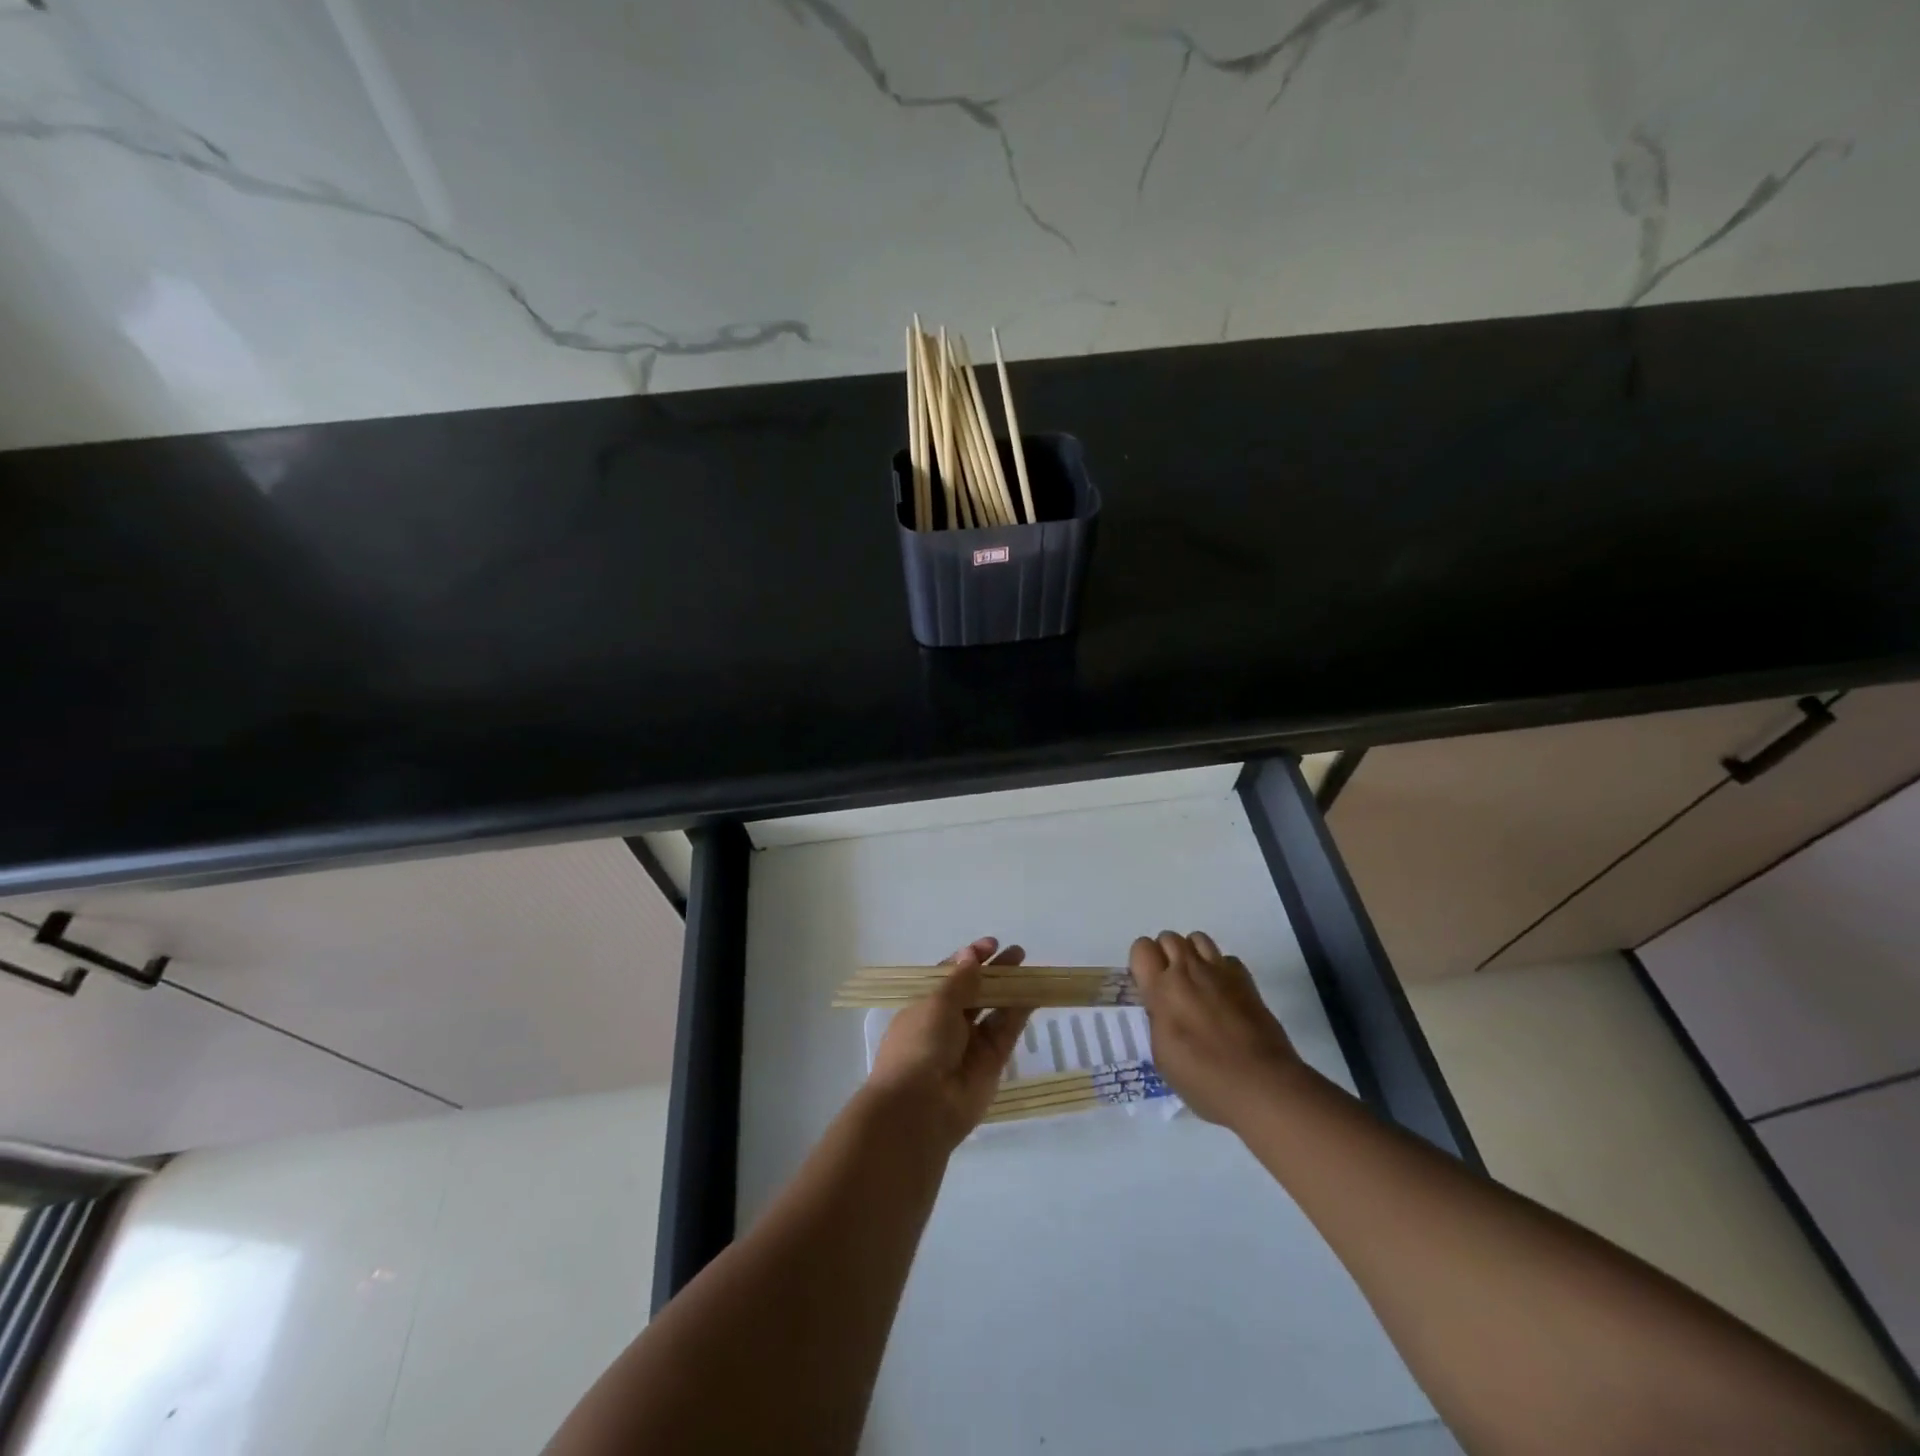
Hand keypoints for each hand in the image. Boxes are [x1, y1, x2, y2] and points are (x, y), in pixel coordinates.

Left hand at [865, 937, 1032, 1150]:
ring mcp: (971, 1044)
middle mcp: (947, 1024)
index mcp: (925, 1006)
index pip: (950, 977)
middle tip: (1018, 953)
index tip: (991, 944)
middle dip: (995, 971)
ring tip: (1028, 967)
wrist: (921, 1108)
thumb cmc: (919, 1045)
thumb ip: (960, 980)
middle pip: (975, 991)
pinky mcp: (992, 1062)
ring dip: (1010, 988)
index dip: (970, 959)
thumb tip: (970, 954)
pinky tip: (1034, 992)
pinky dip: (1019, 1012)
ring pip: (994, 1009)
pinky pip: (1007, 1031)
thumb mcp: (936, 1004)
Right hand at [1131, 931, 1307, 1126]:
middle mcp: (1188, 971)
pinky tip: (1223, 994)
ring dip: (1192, 955)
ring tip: (1196, 983)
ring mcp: (1220, 972)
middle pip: (1169, 937)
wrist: (1262, 1086)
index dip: (1142, 962)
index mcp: (1162, 989)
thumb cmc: (1204, 1080)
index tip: (1147, 985)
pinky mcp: (1246, 980)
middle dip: (1165, 955)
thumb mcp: (1162, 1055)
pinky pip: (1226, 958)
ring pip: (1197, 938)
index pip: (1142, 947)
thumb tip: (1163, 1008)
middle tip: (1171, 986)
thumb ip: (1158, 1019)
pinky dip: (1220, 969)